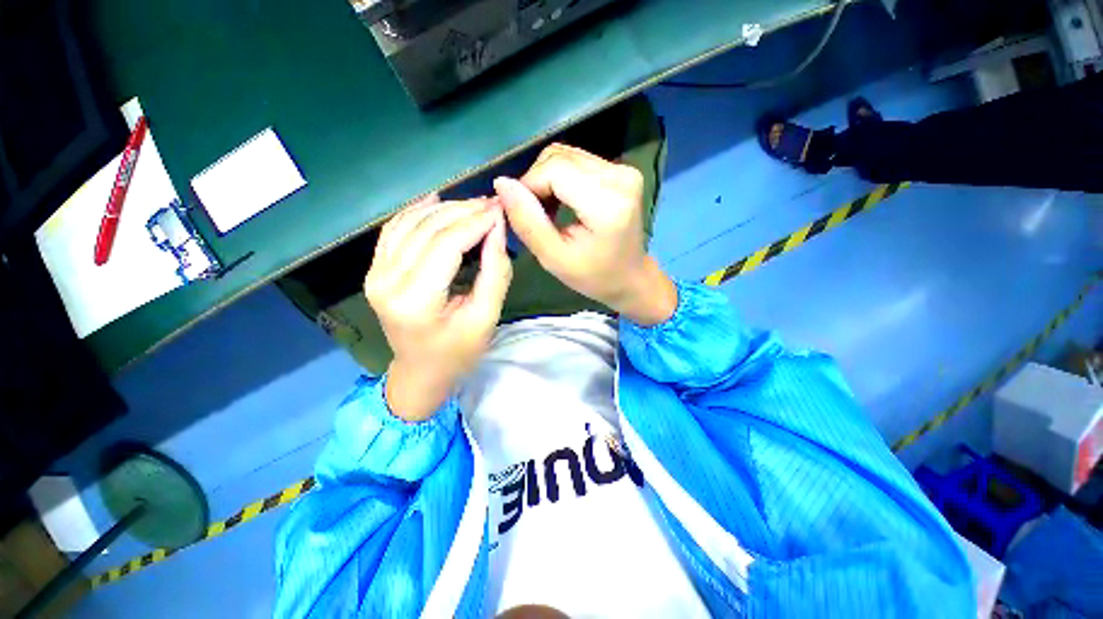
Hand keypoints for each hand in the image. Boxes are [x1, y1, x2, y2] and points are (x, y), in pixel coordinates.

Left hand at [364, 195, 511, 420]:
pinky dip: (416, 211)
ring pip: (410, 223)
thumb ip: (495, 272)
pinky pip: (394, 229)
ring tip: (474, 205)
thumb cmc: (459, 352)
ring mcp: (375, 274)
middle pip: (427, 229)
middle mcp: (386, 282)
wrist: (421, 371)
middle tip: (492, 204)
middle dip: (463, 211)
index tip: (500, 209)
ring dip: (444, 208)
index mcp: (416, 301)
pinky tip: (437, 200)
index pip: (446, 245)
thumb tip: (497, 228)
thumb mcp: (486, 318)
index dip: (475, 222)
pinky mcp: (375, 270)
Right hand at [494, 143, 676, 325]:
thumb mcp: (554, 258)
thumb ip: (527, 221)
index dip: (528, 184)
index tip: (521, 211)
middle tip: (533, 214)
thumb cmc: (593, 276)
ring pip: (566, 155)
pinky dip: (561, 178)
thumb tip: (502, 183)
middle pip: (559, 157)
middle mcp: (620, 177)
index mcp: (608, 203)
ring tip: (547, 211)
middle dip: (535, 181)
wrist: (630, 277)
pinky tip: (561, 201)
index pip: (554, 170)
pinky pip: (577, 161)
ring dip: (546, 179)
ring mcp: (623, 170)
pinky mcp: (621, 170)